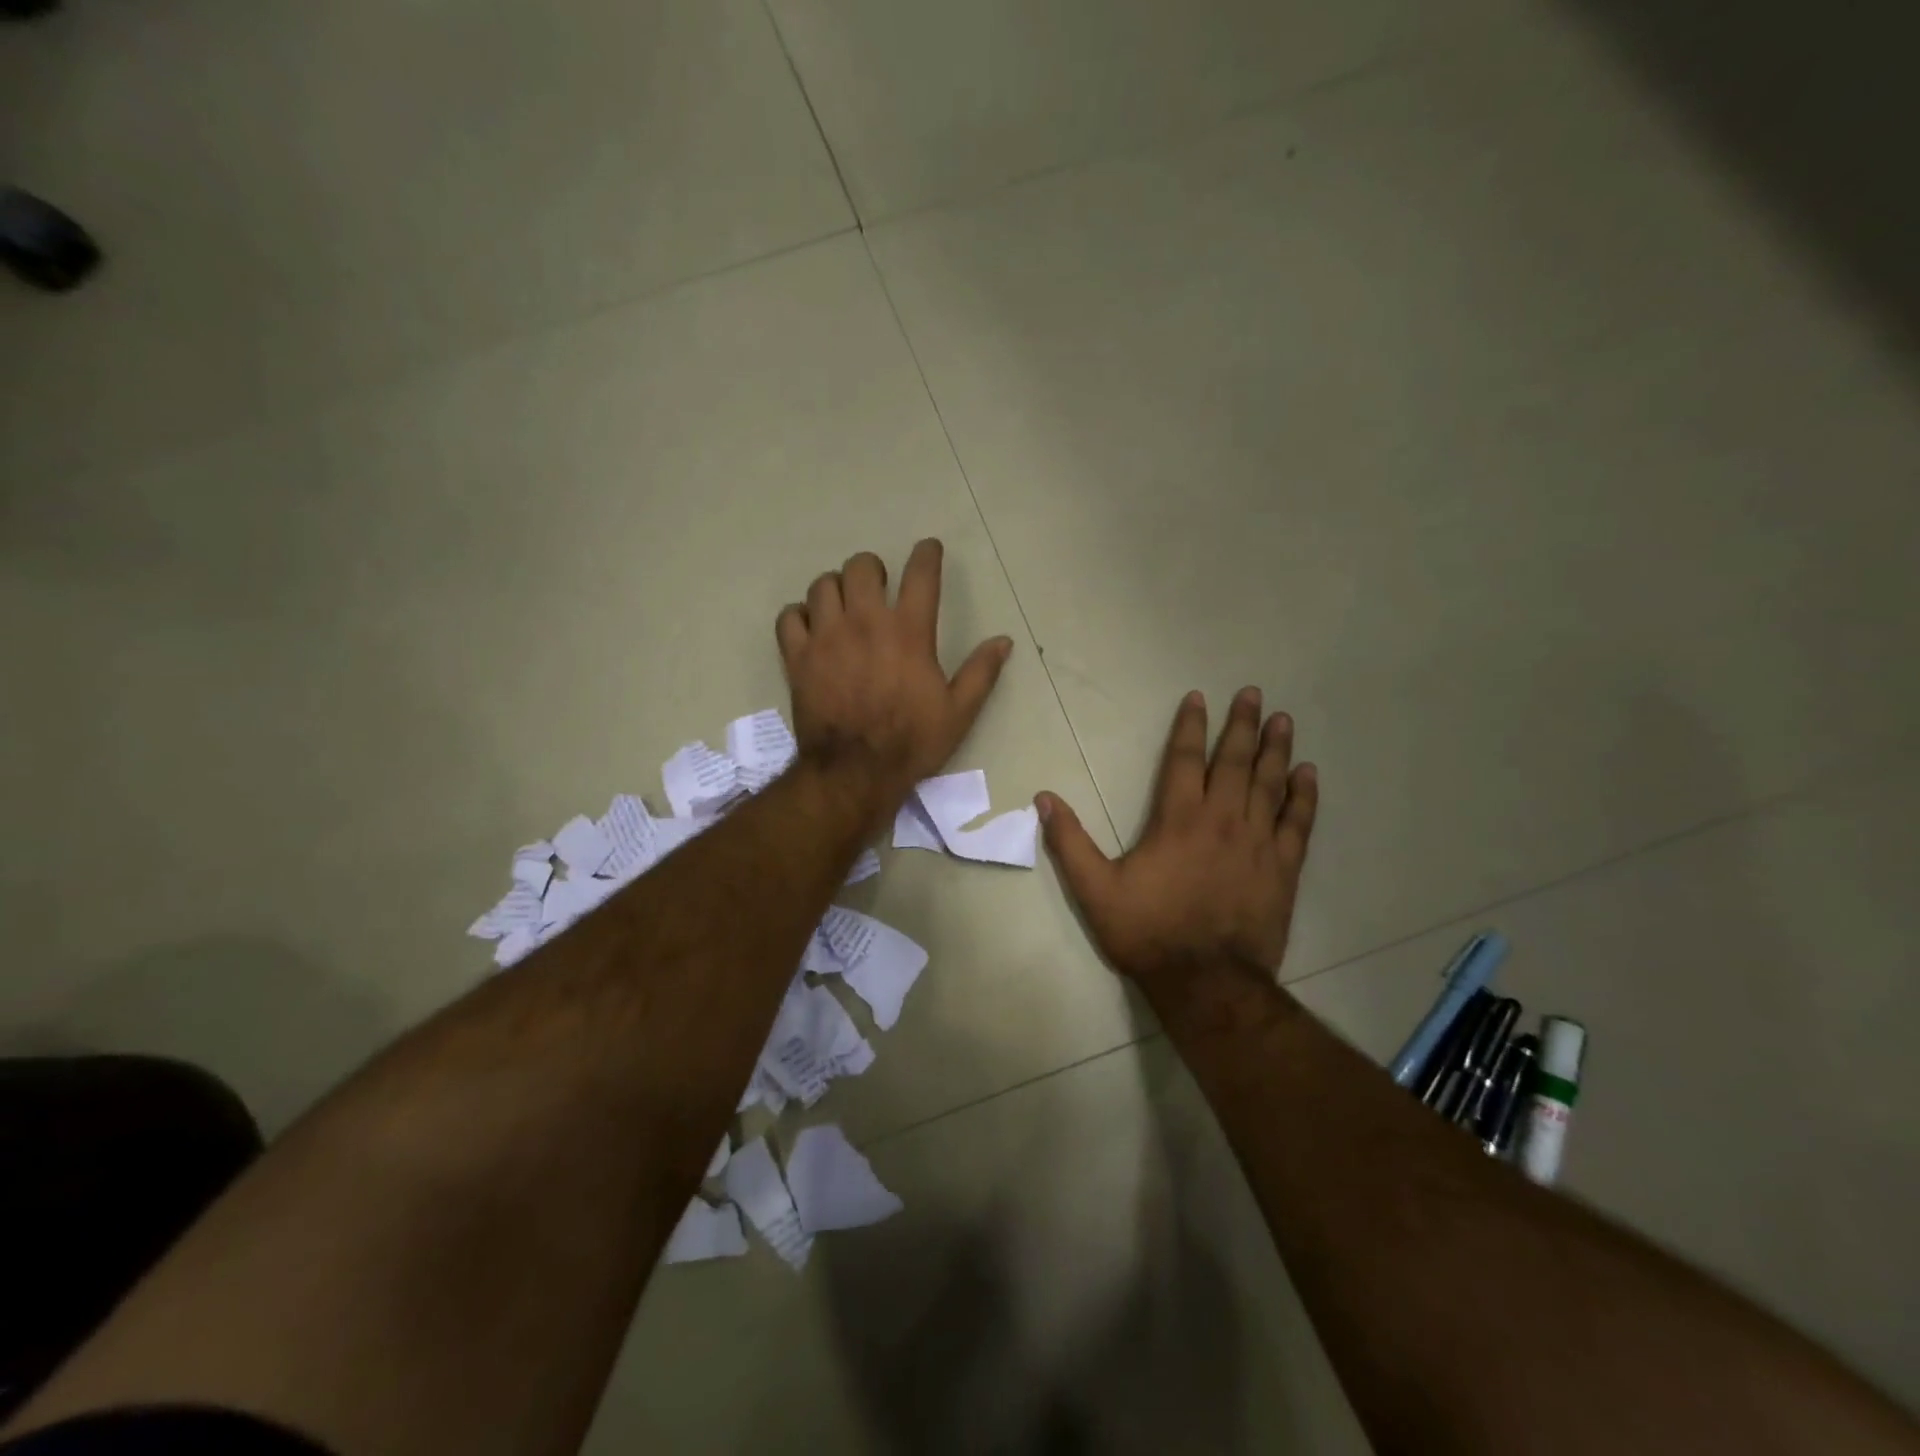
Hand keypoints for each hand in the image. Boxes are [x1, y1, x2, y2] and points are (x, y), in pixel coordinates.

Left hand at [777, 541, 1011, 820]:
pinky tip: (811, 628)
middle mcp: (865, 622)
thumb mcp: (959, 712)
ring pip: (823, 585)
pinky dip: (800, 615)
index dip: (926, 554)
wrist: (855, 772)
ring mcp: (826, 637)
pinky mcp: (797, 657)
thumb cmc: (911, 742)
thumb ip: (981, 672)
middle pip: (861, 567)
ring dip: (836, 588)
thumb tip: (1003, 641)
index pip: (920, 575)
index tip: (928, 549)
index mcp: (909, 632)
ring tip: (844, 606)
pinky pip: (790, 617)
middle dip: (872, 569)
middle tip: (878, 586)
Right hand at [1036, 689, 1318, 1002]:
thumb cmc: (1148, 932)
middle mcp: (1221, 819)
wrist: (1207, 982)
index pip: (1185, 760)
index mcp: (1177, 820)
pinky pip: (1297, 823)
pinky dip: (1304, 796)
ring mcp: (1257, 842)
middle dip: (1241, 724)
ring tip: (1283, 719)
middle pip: (1234, 761)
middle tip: (1252, 692)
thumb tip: (1044, 798)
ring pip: (1269, 784)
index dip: (1191, 726)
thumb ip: (1070, 842)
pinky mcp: (1283, 868)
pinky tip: (1308, 773)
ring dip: (1275, 749)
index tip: (1200, 698)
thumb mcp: (1095, 890)